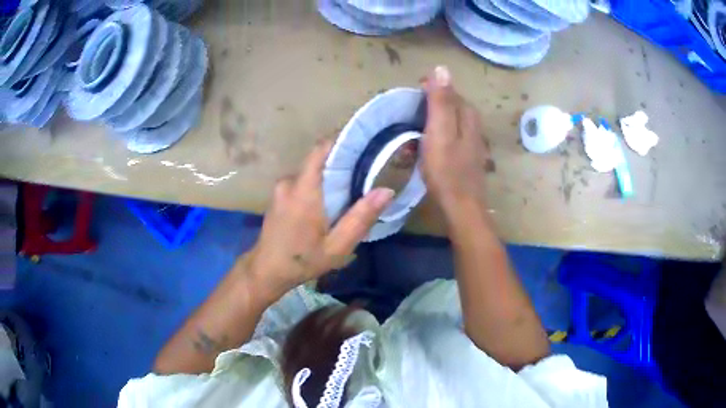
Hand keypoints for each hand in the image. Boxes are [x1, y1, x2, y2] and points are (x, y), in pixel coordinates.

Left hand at [242, 140, 394, 302]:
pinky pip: (301, 182)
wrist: (266, 270)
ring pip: (310, 172)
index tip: (362, 141)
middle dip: (340, 163)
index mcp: (303, 190)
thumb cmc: (302, 260)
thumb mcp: (337, 246)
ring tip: (349, 188)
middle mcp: (289, 182)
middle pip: (318, 161)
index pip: (320, 150)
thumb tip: (386, 191)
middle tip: (364, 171)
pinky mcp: (278, 196)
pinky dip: (316, 186)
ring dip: (327, 177)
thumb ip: (360, 218)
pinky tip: (328, 201)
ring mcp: (281, 188)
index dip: (340, 141)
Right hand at [420, 66, 488, 212]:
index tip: (411, 95)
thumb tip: (442, 68)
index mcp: (468, 115)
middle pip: (450, 106)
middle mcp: (473, 125)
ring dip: (429, 124)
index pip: (449, 90)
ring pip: (449, 122)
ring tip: (412, 135)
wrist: (461, 206)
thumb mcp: (440, 131)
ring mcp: (471, 142)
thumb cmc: (446, 169)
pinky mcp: (466, 156)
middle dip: (428, 107)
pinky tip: (425, 149)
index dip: (430, 89)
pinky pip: (449, 138)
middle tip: (408, 116)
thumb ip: (441, 100)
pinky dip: (434, 139)